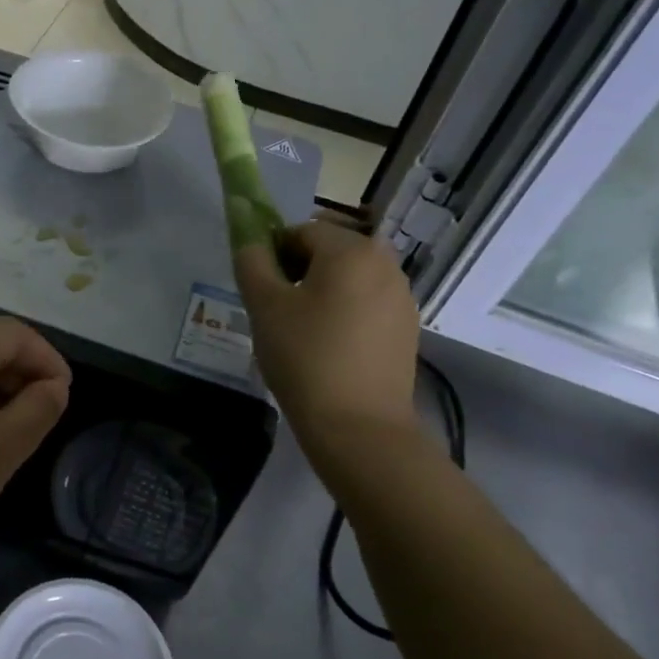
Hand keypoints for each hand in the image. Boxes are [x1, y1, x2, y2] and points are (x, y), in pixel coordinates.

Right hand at [231, 213, 419, 468]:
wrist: (359, 427)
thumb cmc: (305, 357)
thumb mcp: (264, 306)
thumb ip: (252, 262)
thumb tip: (251, 241)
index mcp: (351, 250)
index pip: (302, 231)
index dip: (275, 254)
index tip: (262, 289)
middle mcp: (385, 263)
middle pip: (331, 252)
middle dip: (301, 271)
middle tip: (279, 311)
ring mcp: (402, 296)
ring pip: (351, 278)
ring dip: (324, 291)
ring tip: (304, 332)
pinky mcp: (408, 328)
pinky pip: (369, 304)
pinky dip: (347, 313)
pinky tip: (331, 348)